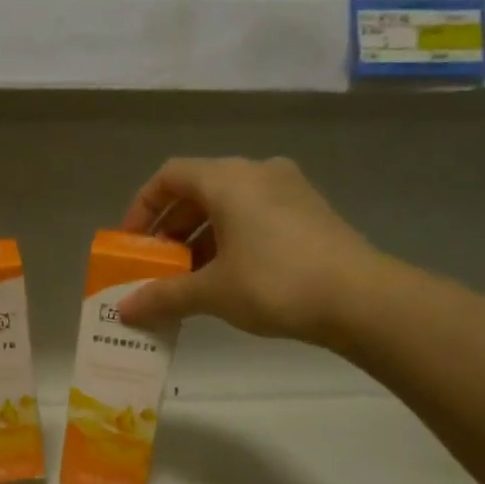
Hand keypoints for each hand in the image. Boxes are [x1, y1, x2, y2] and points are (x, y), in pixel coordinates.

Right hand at [115, 157, 382, 346]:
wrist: (360, 298)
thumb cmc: (275, 283)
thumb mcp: (212, 292)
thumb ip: (164, 296)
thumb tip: (124, 311)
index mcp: (229, 178)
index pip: (169, 177)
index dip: (141, 208)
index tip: (130, 244)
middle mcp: (257, 172)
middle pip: (197, 190)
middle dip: (169, 229)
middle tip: (155, 266)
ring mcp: (288, 190)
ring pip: (227, 206)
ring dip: (198, 238)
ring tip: (187, 279)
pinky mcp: (308, 212)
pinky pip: (253, 216)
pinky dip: (229, 240)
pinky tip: (226, 277)